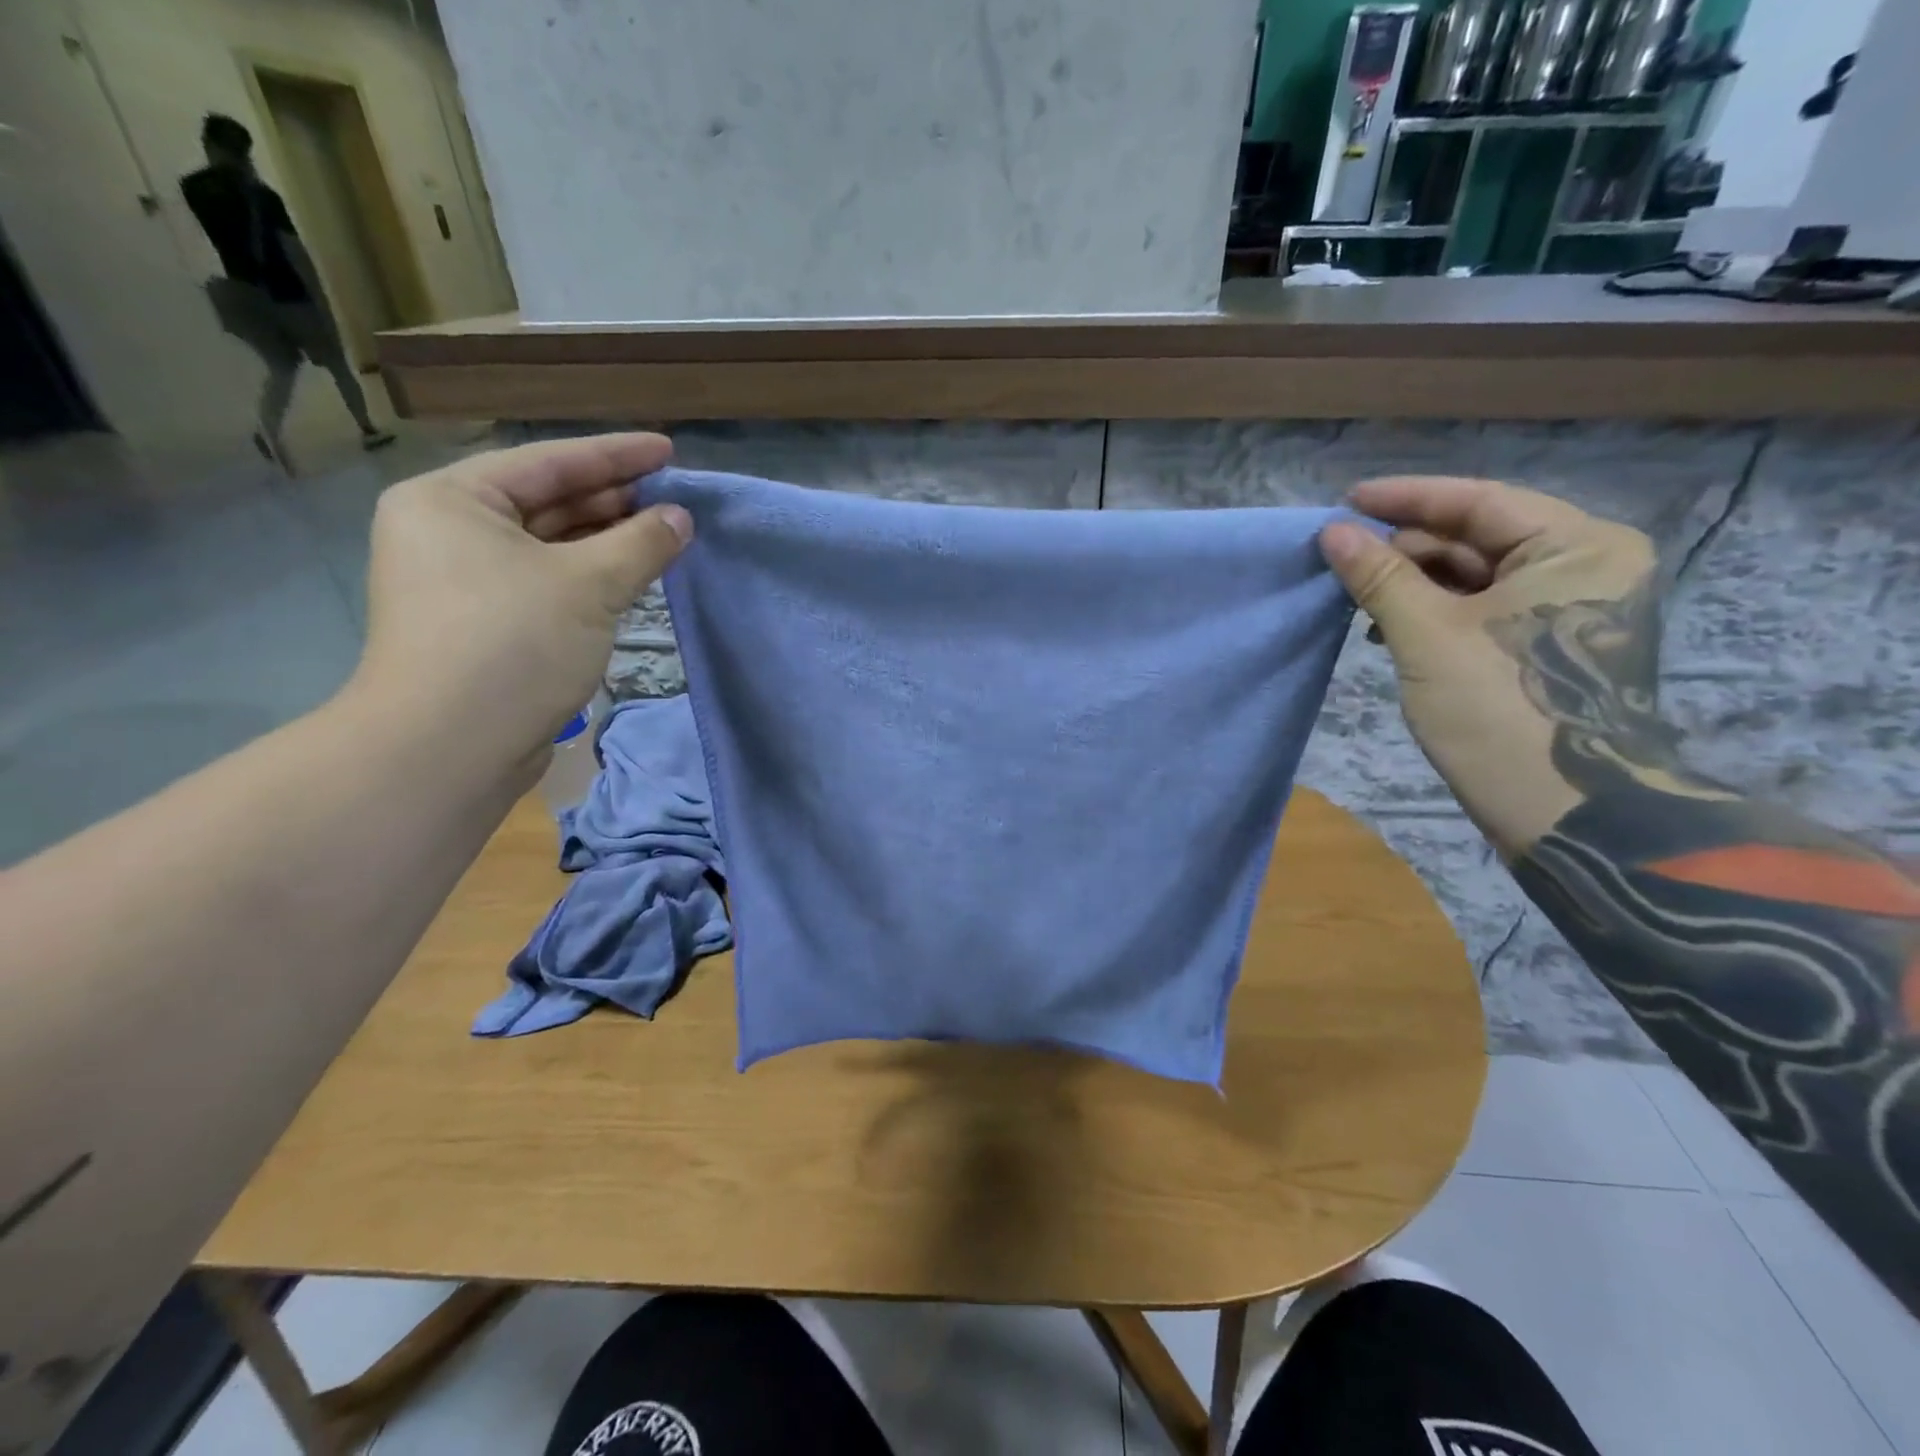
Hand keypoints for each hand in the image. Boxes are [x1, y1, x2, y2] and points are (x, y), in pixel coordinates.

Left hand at [353, 433, 691, 772]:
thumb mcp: (589, 585)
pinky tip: (632, 577)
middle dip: (613, 501)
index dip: (616, 455)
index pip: (549, 461)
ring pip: (549, 547)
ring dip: (606, 542)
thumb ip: (641, 543)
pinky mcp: (485, 625)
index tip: (668, 450)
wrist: (450, 747)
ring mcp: (464, 582)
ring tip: (664, 535)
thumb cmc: (512, 643)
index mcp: (452, 499)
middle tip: (675, 498)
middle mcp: (449, 532)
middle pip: (547, 502)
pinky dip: (590, 578)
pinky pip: (547, 583)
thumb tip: (681, 519)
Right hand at [1318, 476, 1655, 854]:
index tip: (1344, 502)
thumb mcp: (1429, 636)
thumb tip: (1331, 532)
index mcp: (1578, 546)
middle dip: (1404, 546)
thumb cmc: (1501, 710)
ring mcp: (1567, 610)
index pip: (1479, 500)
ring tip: (1353, 593)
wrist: (1563, 813)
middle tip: (1339, 556)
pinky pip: (1480, 610)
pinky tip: (1386, 627)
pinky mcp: (1545, 647)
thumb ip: (1380, 577)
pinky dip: (1432, 612)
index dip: (1406, 499)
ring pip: (1474, 576)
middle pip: (1477, 537)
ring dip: (1412, 582)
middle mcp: (1583, 566)